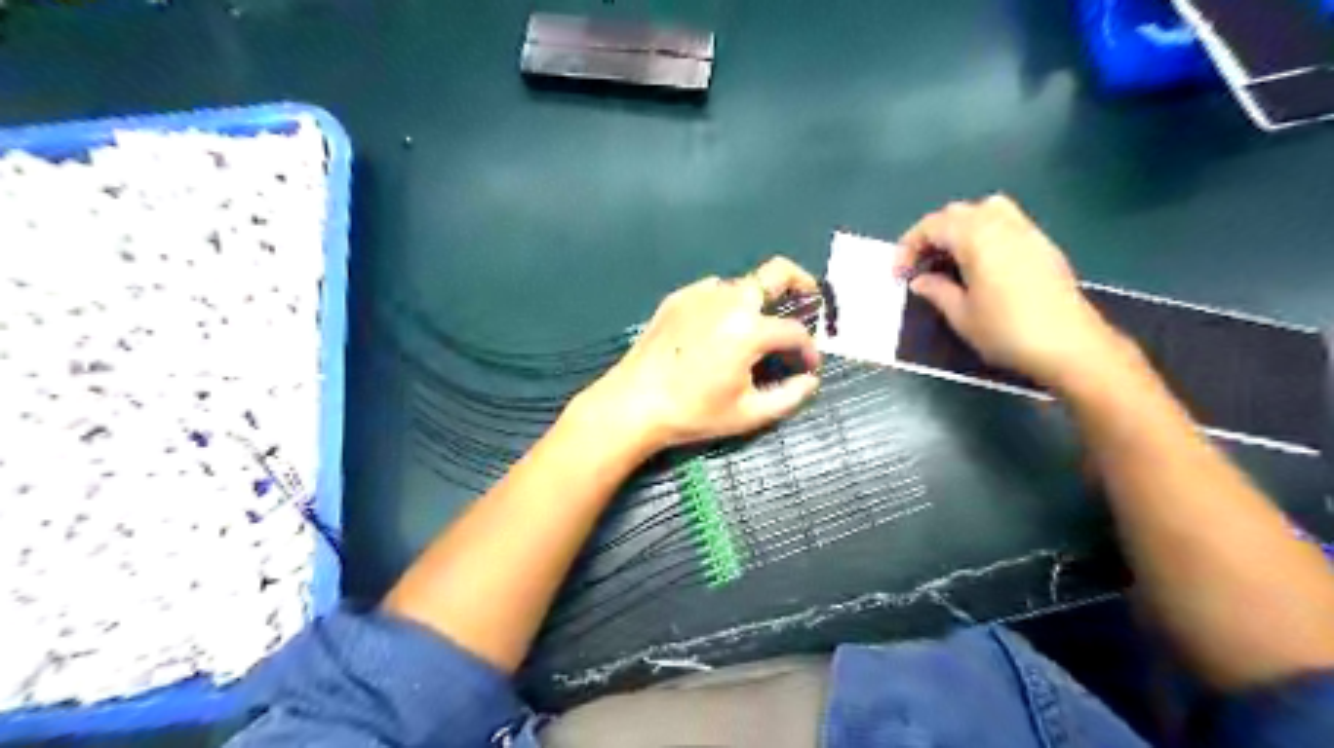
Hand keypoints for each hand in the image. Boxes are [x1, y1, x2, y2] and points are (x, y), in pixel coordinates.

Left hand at [575, 258, 825, 456]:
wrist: (633, 402)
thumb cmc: (693, 412)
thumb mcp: (748, 414)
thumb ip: (789, 396)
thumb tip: (811, 381)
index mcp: (749, 329)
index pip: (794, 331)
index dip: (809, 349)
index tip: (809, 367)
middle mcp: (728, 300)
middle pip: (777, 272)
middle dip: (801, 282)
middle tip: (809, 298)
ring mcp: (700, 294)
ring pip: (743, 283)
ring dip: (760, 298)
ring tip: (757, 325)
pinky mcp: (677, 298)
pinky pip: (713, 290)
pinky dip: (727, 303)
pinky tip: (718, 328)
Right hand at [901, 194, 1128, 388]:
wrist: (1070, 345)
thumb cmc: (1007, 331)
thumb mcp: (961, 315)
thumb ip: (936, 291)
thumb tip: (920, 280)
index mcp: (977, 238)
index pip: (933, 226)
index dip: (909, 246)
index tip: (899, 274)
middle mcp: (1001, 224)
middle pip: (957, 213)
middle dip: (932, 235)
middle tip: (919, 266)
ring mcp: (1026, 231)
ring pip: (984, 210)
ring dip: (959, 229)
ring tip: (949, 259)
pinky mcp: (1042, 245)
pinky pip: (1006, 222)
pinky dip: (984, 233)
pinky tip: (979, 264)